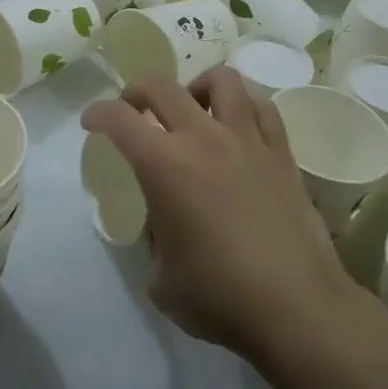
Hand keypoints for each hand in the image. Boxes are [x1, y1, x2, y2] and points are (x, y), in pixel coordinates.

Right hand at [82, 68, 357, 364]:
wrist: (296, 308)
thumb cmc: (219, 297)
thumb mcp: (161, 279)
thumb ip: (154, 240)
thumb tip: (164, 228)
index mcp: (163, 165)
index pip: (118, 119)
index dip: (97, 115)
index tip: (91, 123)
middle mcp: (202, 138)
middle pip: (162, 87)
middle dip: (137, 92)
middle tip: (133, 110)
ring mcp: (247, 141)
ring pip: (221, 80)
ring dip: (196, 86)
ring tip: (193, 107)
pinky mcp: (282, 154)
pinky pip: (262, 107)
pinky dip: (243, 104)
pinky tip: (238, 123)